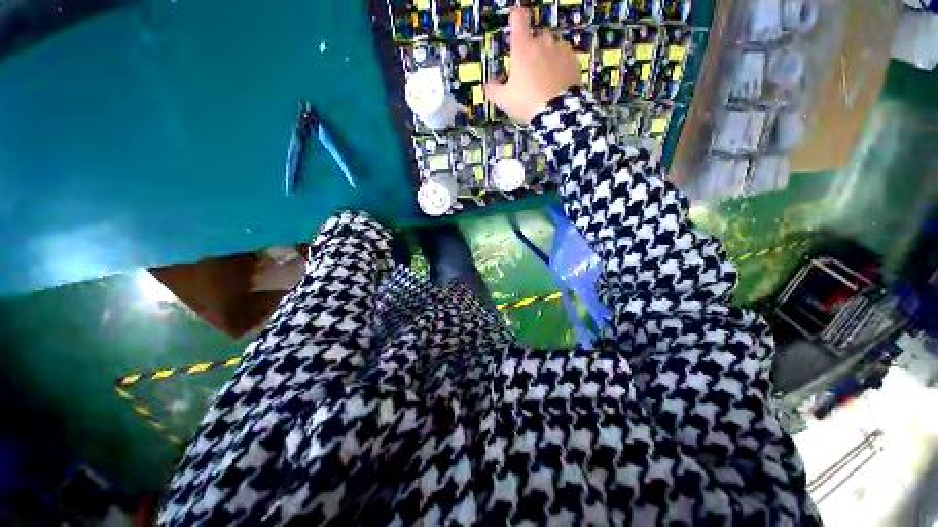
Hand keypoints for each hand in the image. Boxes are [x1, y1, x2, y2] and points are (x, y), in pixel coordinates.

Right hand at [484, 8, 580, 123]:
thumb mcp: (504, 101)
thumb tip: (488, 86)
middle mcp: (542, 43)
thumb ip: (493, 90)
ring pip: (551, 47)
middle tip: (528, 72)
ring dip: (547, 57)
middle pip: (535, 37)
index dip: (515, 17)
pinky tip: (556, 82)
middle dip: (532, 50)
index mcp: (522, 48)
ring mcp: (559, 49)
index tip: (515, 20)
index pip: (518, 19)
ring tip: (543, 79)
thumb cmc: (527, 103)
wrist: (557, 113)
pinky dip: (560, 66)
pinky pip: (564, 58)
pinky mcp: (573, 60)